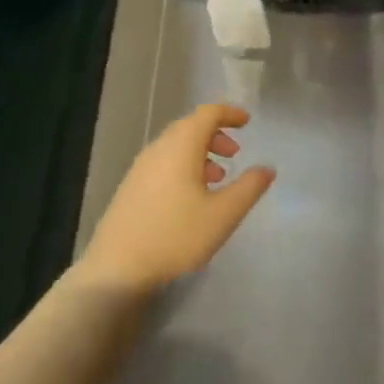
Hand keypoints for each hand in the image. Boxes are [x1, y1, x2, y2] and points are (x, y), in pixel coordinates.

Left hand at [82, 104, 274, 294]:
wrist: (116, 270)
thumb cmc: (176, 236)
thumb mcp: (224, 214)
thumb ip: (249, 187)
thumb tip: (267, 168)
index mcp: (181, 146)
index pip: (208, 113)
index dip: (230, 113)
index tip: (247, 122)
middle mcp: (158, 149)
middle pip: (190, 127)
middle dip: (216, 134)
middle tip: (234, 153)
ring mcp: (140, 169)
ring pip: (175, 146)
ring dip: (200, 153)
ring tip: (217, 178)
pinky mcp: (130, 188)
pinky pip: (163, 163)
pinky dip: (183, 166)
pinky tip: (190, 197)